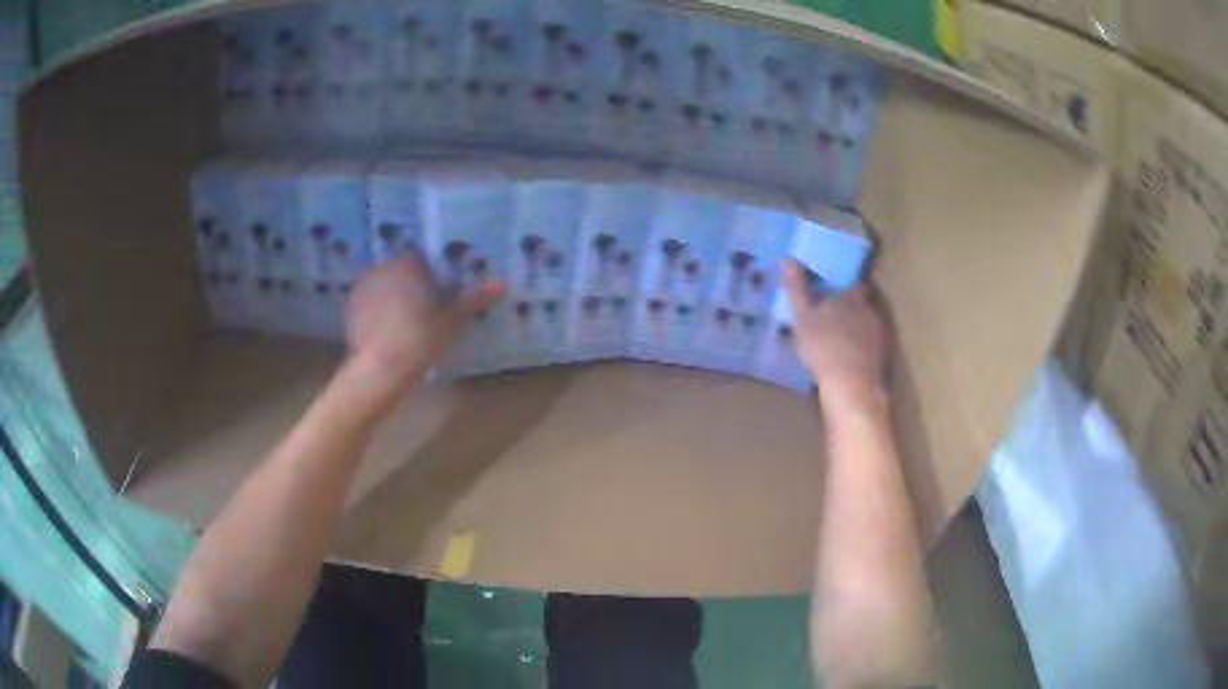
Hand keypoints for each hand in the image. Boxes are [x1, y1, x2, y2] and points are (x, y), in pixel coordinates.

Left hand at [346, 252, 504, 384]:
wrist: (380, 369)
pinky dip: (375, 310)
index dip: (431, 274)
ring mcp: (363, 286)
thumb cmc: (420, 339)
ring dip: (392, 296)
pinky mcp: (350, 307)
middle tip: (424, 309)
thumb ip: (475, 298)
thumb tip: (502, 282)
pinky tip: (385, 331)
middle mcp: (383, 267)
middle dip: (411, 284)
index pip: (422, 258)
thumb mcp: (453, 321)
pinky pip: (368, 302)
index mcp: (408, 264)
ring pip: (383, 285)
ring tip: (403, 322)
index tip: (439, 293)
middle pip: (401, 270)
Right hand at [781, 260, 886, 405]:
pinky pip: (869, 344)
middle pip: (861, 304)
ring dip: (855, 328)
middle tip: (832, 317)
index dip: (846, 286)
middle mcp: (869, 311)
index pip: (854, 284)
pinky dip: (860, 347)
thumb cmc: (823, 347)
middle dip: (850, 307)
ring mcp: (877, 334)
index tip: (834, 291)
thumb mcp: (803, 317)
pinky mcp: (880, 356)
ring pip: (866, 324)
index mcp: (851, 298)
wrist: (851, 385)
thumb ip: (796, 289)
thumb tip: (787, 258)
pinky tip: (848, 357)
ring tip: (838, 339)